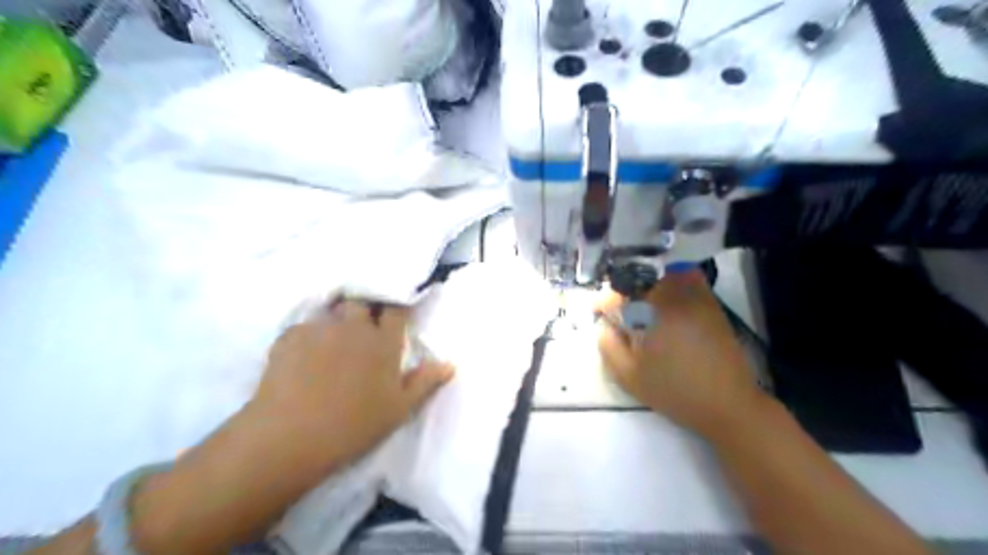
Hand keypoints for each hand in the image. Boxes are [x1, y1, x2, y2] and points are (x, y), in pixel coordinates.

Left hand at [250, 301, 452, 474]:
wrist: (291, 437)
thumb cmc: (354, 425)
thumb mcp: (398, 408)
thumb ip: (424, 382)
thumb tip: (449, 364)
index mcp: (383, 343)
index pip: (396, 310)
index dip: (396, 310)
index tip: (395, 317)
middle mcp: (353, 327)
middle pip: (361, 303)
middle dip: (363, 310)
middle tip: (360, 329)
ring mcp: (320, 329)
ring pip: (331, 313)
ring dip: (334, 322)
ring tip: (329, 342)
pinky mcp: (289, 337)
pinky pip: (303, 328)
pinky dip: (306, 337)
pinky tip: (302, 357)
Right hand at [599, 271, 766, 440]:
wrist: (727, 404)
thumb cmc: (674, 391)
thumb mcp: (629, 376)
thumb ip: (608, 346)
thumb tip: (603, 324)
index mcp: (652, 313)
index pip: (619, 294)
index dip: (603, 302)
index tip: (597, 312)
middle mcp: (674, 297)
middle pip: (640, 277)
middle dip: (623, 290)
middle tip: (617, 308)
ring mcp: (695, 297)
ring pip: (664, 274)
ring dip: (647, 283)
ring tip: (640, 303)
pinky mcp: (711, 304)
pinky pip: (689, 279)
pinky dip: (673, 281)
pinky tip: (666, 301)